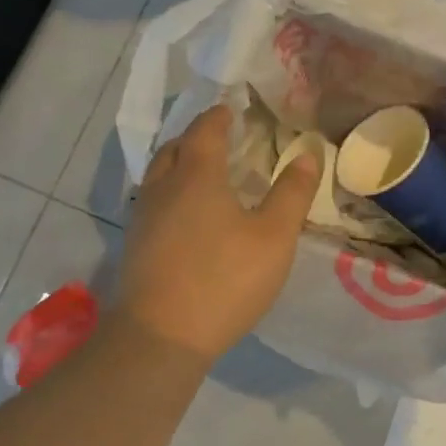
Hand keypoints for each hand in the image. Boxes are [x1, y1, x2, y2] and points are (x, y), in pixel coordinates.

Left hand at [112, 104, 319, 365]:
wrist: (161, 336)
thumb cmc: (225, 279)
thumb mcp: (274, 236)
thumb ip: (292, 192)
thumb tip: (309, 153)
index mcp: (197, 174)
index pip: (206, 129)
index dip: (220, 116)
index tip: (233, 109)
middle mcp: (163, 186)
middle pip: (175, 147)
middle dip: (197, 136)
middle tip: (221, 139)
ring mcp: (143, 216)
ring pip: (159, 174)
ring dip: (180, 163)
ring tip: (204, 173)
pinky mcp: (135, 245)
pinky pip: (154, 201)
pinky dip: (171, 192)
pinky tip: (187, 215)